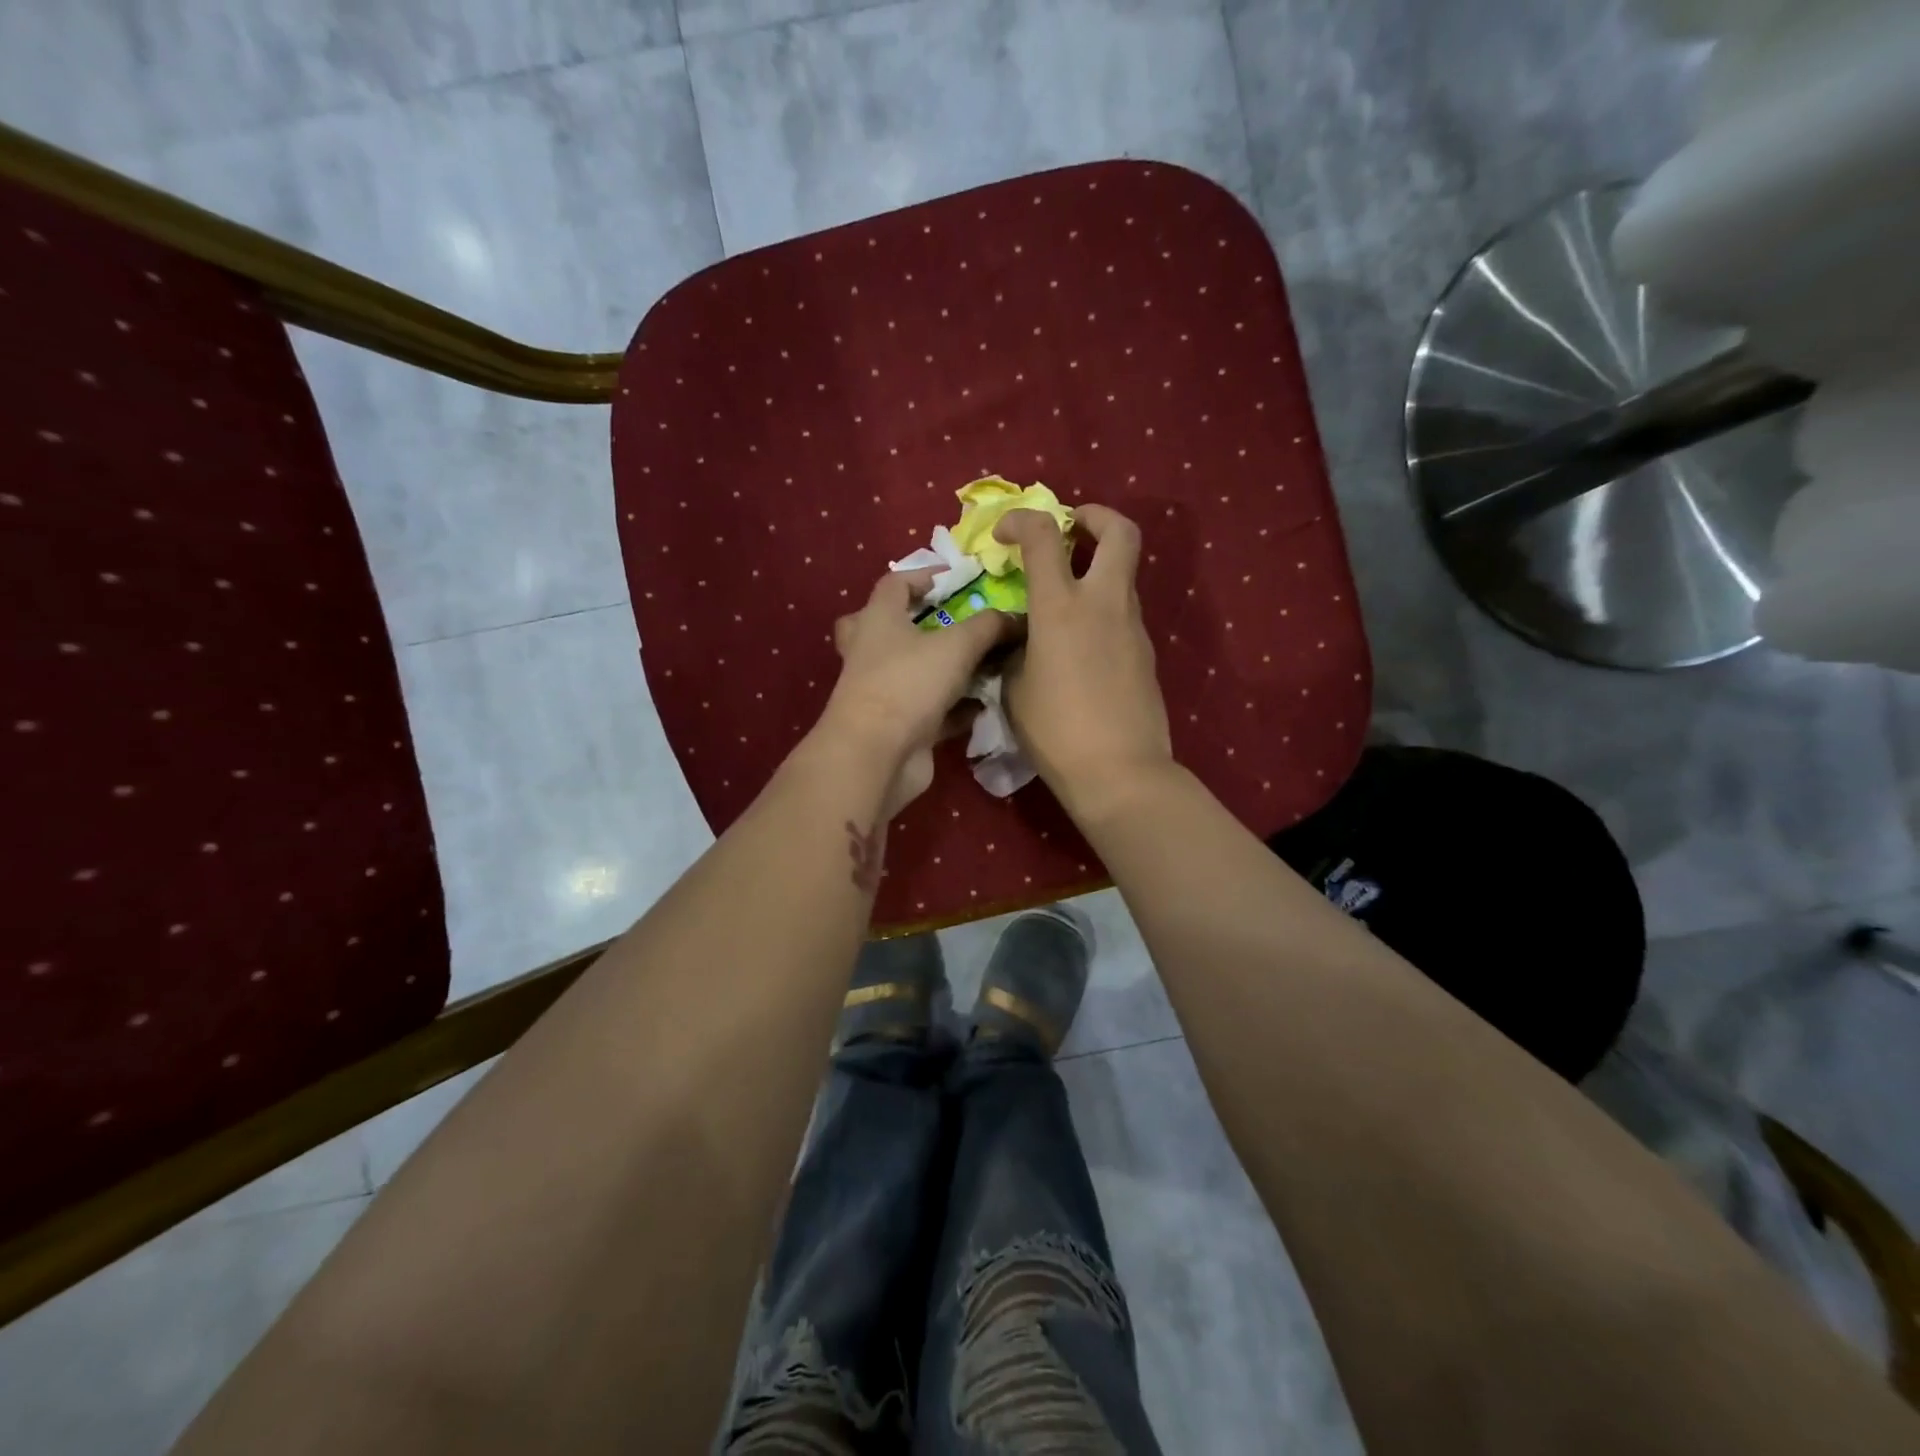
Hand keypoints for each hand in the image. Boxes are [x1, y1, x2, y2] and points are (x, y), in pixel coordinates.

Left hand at [821, 567, 1014, 815]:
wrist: (877, 755)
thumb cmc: (909, 684)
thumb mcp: (957, 645)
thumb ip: (989, 626)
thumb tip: (1016, 617)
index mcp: (878, 620)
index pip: (894, 584)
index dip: (923, 575)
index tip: (956, 578)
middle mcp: (872, 653)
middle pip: (885, 628)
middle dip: (916, 623)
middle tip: (948, 623)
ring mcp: (882, 692)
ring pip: (912, 672)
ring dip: (944, 669)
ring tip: (984, 664)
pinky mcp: (897, 726)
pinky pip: (931, 710)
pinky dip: (956, 707)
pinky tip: (985, 705)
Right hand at [995, 505, 1172, 819]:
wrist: (1119, 772)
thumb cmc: (1055, 732)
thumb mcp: (1013, 689)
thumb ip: (1013, 652)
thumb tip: (1018, 640)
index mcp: (1061, 607)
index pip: (1045, 535)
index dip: (1021, 520)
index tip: (1004, 534)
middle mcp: (1103, 604)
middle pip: (1120, 532)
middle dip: (1095, 517)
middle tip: (1071, 529)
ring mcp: (1132, 627)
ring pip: (1124, 575)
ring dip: (1098, 568)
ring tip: (1065, 599)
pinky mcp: (1146, 653)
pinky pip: (1123, 614)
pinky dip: (1102, 610)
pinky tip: (1080, 646)